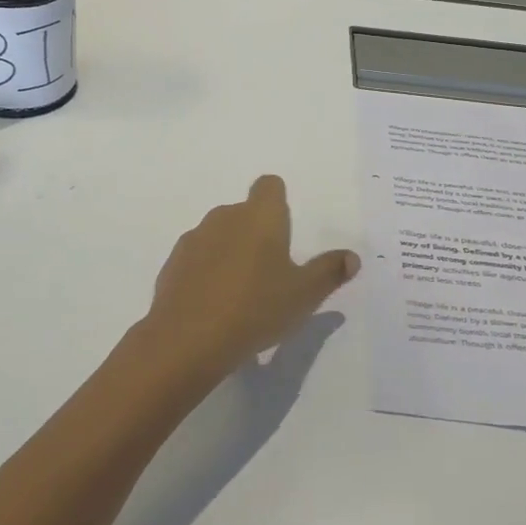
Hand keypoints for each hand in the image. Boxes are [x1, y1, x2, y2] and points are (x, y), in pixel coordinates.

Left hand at [139, 175, 358, 381]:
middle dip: (257, 234)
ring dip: (231, 253)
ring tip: (242, 294)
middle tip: (271, 272)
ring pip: (220, 235)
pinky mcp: (173, 263)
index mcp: (260, 216)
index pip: (270, 185)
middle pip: (245, 212)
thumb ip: (329, 272)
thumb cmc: (256, 308)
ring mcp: (195, 238)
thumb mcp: (304, 295)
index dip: (278, 201)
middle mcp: (225, 216)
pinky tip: (214, 306)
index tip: (285, 231)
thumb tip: (351, 257)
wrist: (187, 339)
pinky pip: (198, 259)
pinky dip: (207, 273)